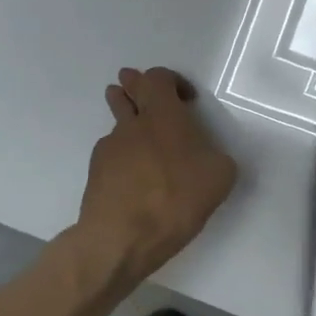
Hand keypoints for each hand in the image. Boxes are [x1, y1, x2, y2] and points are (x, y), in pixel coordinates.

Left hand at [78, 67, 236, 285]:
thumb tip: (207, 157)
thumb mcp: (220, 177)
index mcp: (164, 115)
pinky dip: (122, 157)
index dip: (171, 81)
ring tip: (137, 132)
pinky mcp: (96, 173)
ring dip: (125, 119)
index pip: (158, 77)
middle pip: (126, 90)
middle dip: (133, 86)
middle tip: (138, 88)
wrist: (122, 237)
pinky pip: (111, 154)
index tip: (186, 100)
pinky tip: (133, 177)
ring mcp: (109, 148)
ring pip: (116, 123)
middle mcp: (133, 124)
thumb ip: (216, 157)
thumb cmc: (176, 198)